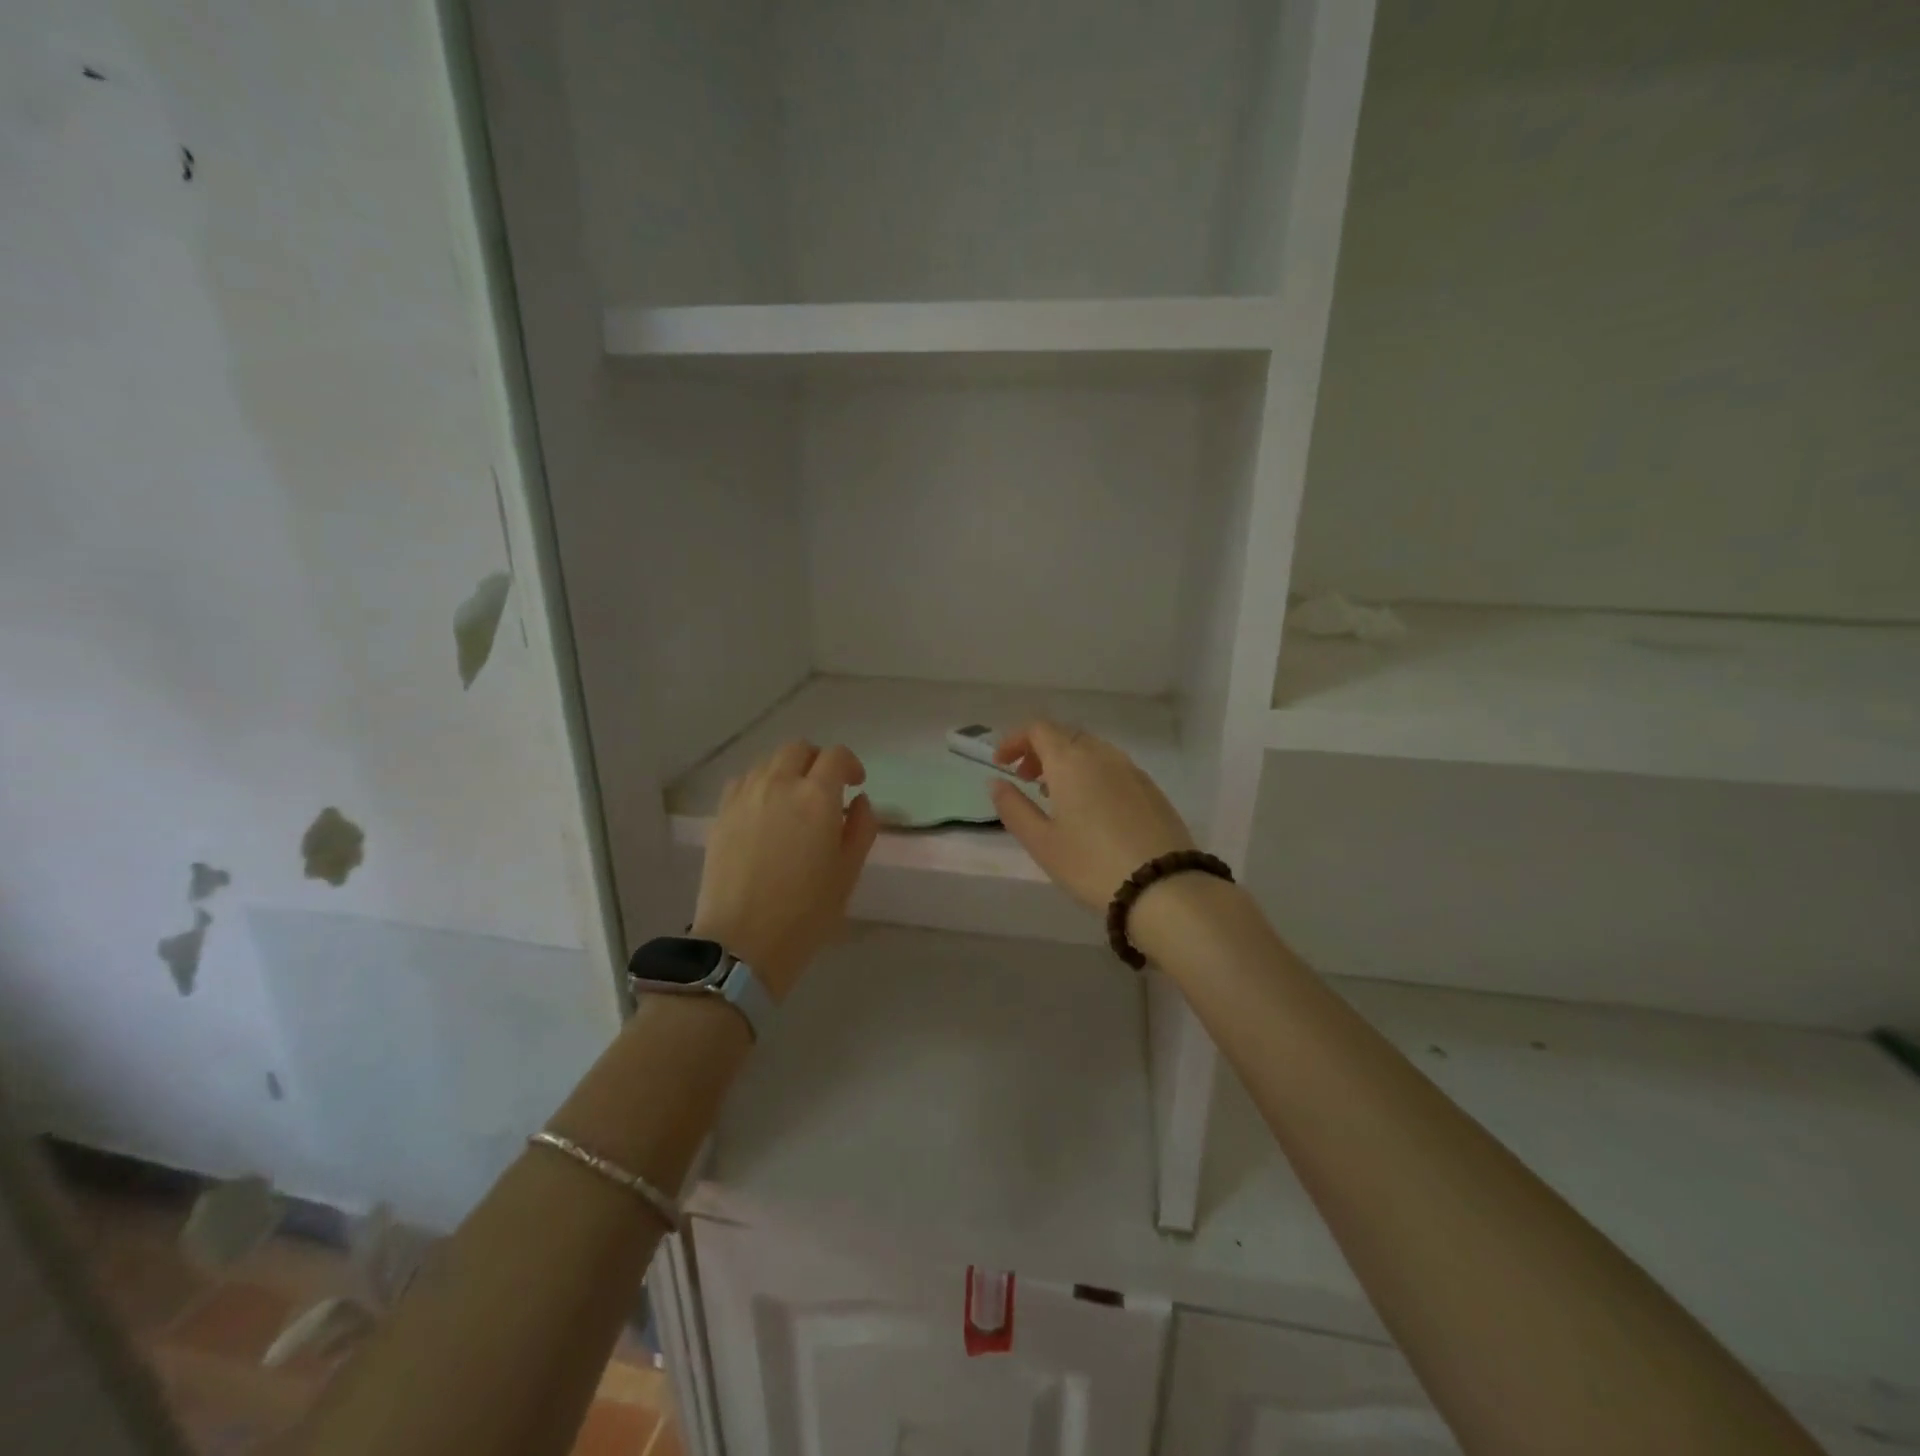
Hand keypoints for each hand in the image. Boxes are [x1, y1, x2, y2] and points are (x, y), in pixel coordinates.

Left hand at [691, 742, 878, 999]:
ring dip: (787, 772)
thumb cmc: (806, 913)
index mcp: (816, 797)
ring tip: (793, 802)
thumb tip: (859, 802)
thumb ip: (861, 828)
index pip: (836, 756)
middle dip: (817, 762)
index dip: (851, 765)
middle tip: (825, 790)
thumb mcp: (848, 873)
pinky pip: (743, 782)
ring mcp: (745, 797)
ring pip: (768, 763)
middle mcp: (779, 784)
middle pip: (798, 749)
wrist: (742, 943)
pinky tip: (764, 812)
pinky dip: (760, 785)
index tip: (855, 786)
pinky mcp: (721, 815)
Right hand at [989, 721, 1195, 911]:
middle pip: (1065, 735)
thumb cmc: (1091, 864)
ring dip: (1067, 762)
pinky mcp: (1151, 788)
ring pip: (1091, 750)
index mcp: (1071, 760)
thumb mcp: (1041, 842)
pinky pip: (1113, 767)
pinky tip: (1091, 808)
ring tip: (1055, 795)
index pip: (1038, 729)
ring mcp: (1131, 769)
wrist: (1164, 886)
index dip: (1015, 740)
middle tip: (1025, 779)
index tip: (1001, 763)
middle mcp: (1102, 754)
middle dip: (1040, 750)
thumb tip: (996, 783)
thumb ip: (1013, 808)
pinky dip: (1092, 774)